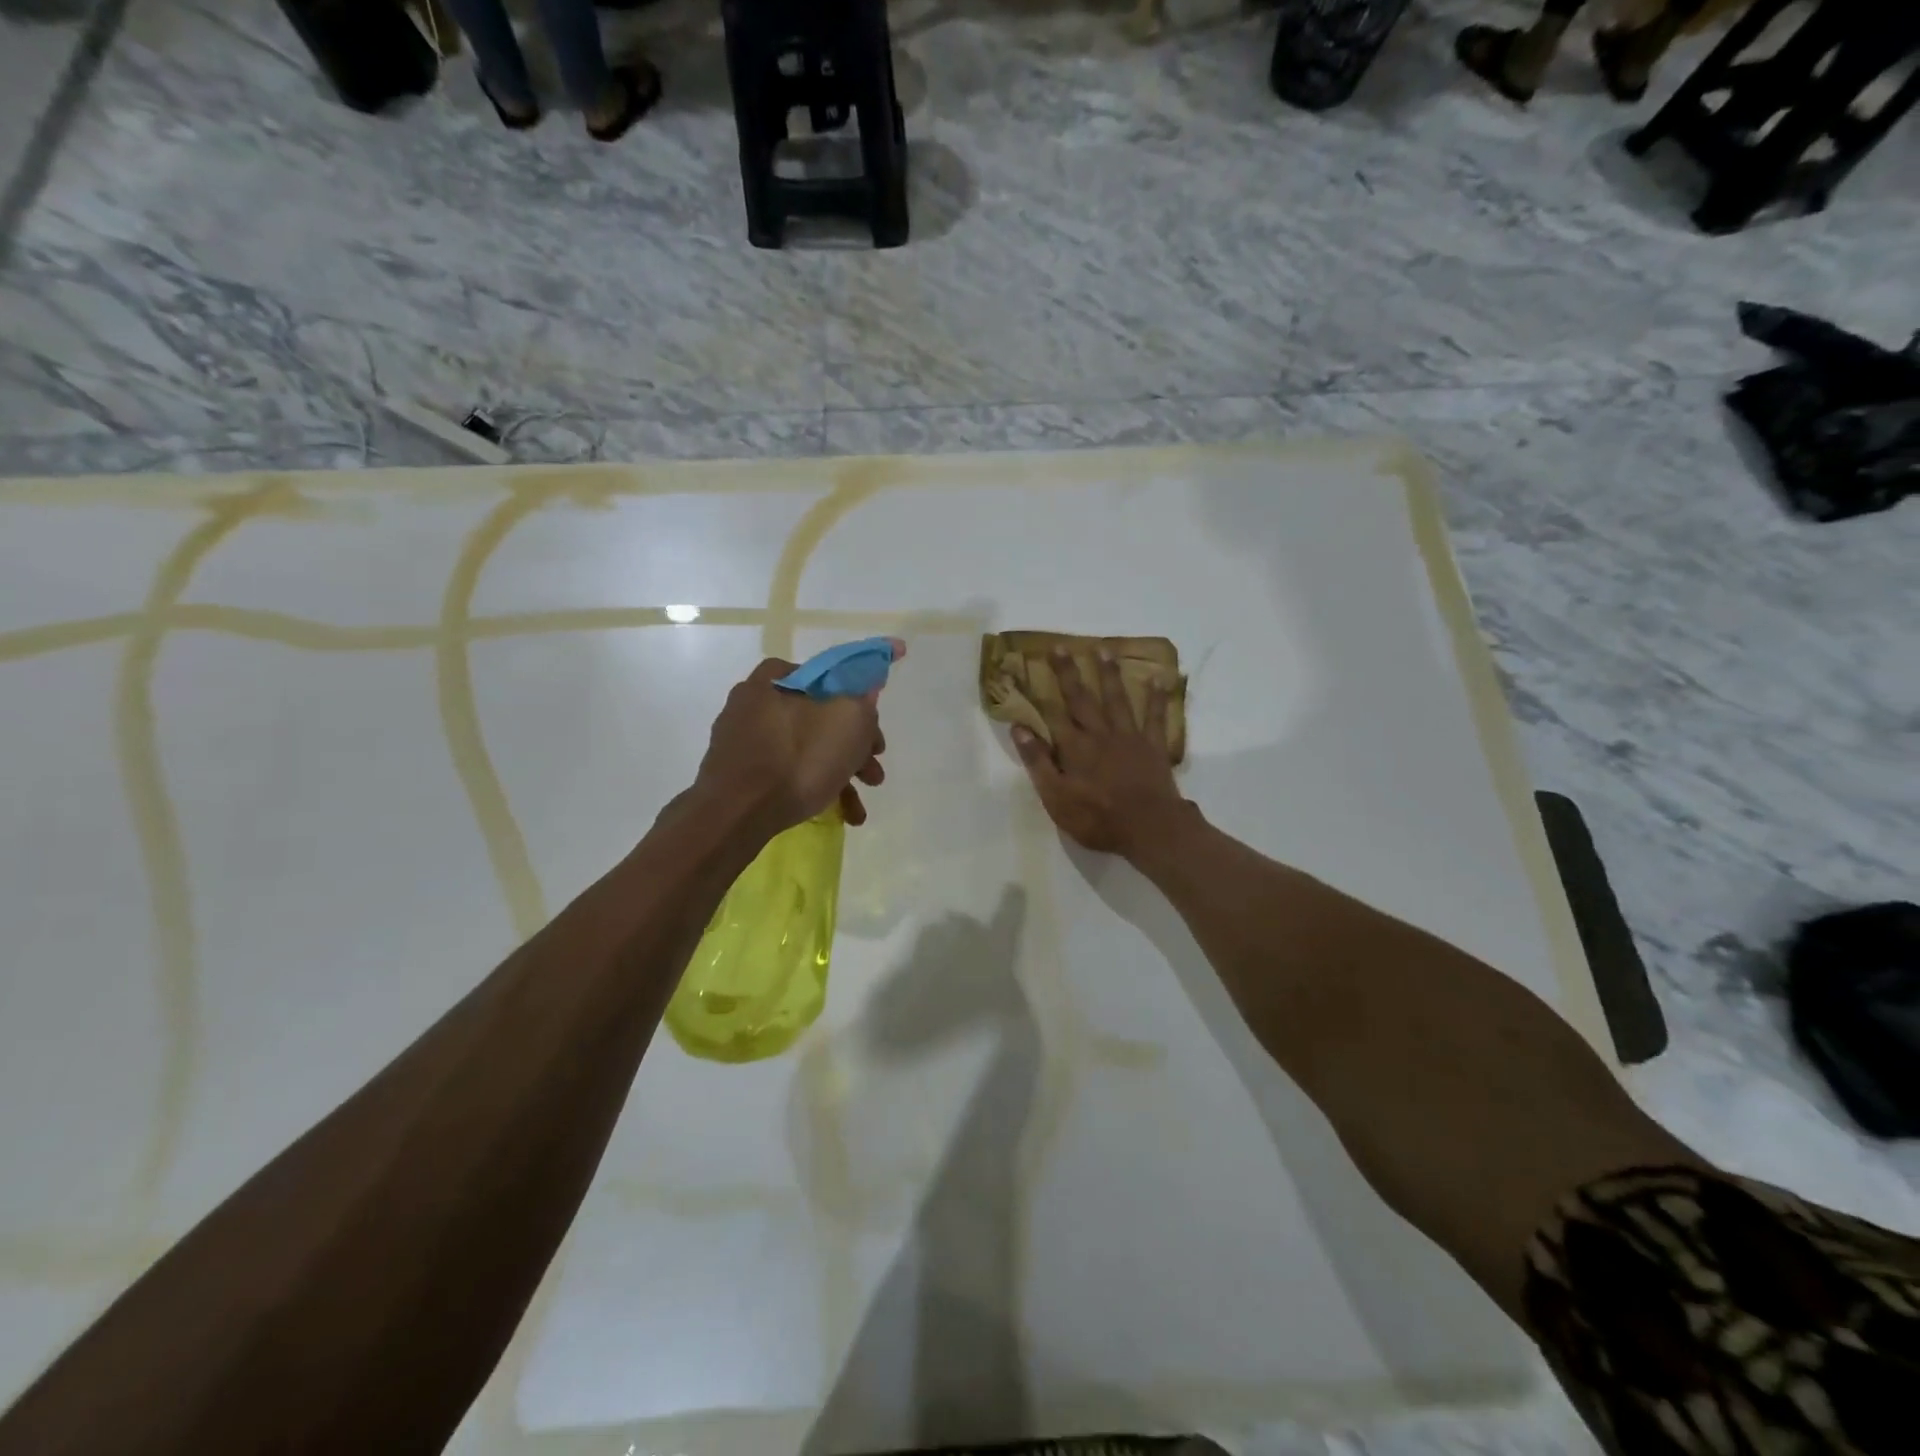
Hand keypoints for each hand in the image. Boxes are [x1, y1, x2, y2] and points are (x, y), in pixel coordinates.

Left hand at [693, 643, 901, 837]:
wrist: (736, 815)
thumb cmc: (797, 759)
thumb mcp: (848, 720)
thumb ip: (863, 700)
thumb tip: (866, 691)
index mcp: (774, 680)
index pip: (825, 677)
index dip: (856, 700)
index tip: (872, 729)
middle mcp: (753, 704)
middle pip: (818, 718)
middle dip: (853, 748)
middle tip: (873, 773)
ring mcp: (742, 741)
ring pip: (804, 750)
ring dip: (839, 775)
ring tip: (858, 809)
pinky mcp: (738, 774)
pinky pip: (784, 773)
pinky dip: (812, 788)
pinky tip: (836, 814)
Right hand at [1012, 647, 1191, 858]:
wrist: (1149, 828)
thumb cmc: (1098, 818)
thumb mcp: (1056, 798)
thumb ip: (1038, 763)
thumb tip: (1019, 729)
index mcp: (1074, 748)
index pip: (1053, 713)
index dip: (1041, 690)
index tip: (1030, 669)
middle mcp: (1099, 734)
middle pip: (1081, 699)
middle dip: (1069, 672)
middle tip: (1061, 647)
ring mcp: (1129, 737)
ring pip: (1116, 699)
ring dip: (1109, 674)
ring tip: (1104, 650)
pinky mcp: (1153, 746)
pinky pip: (1155, 716)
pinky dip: (1157, 697)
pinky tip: (1159, 678)